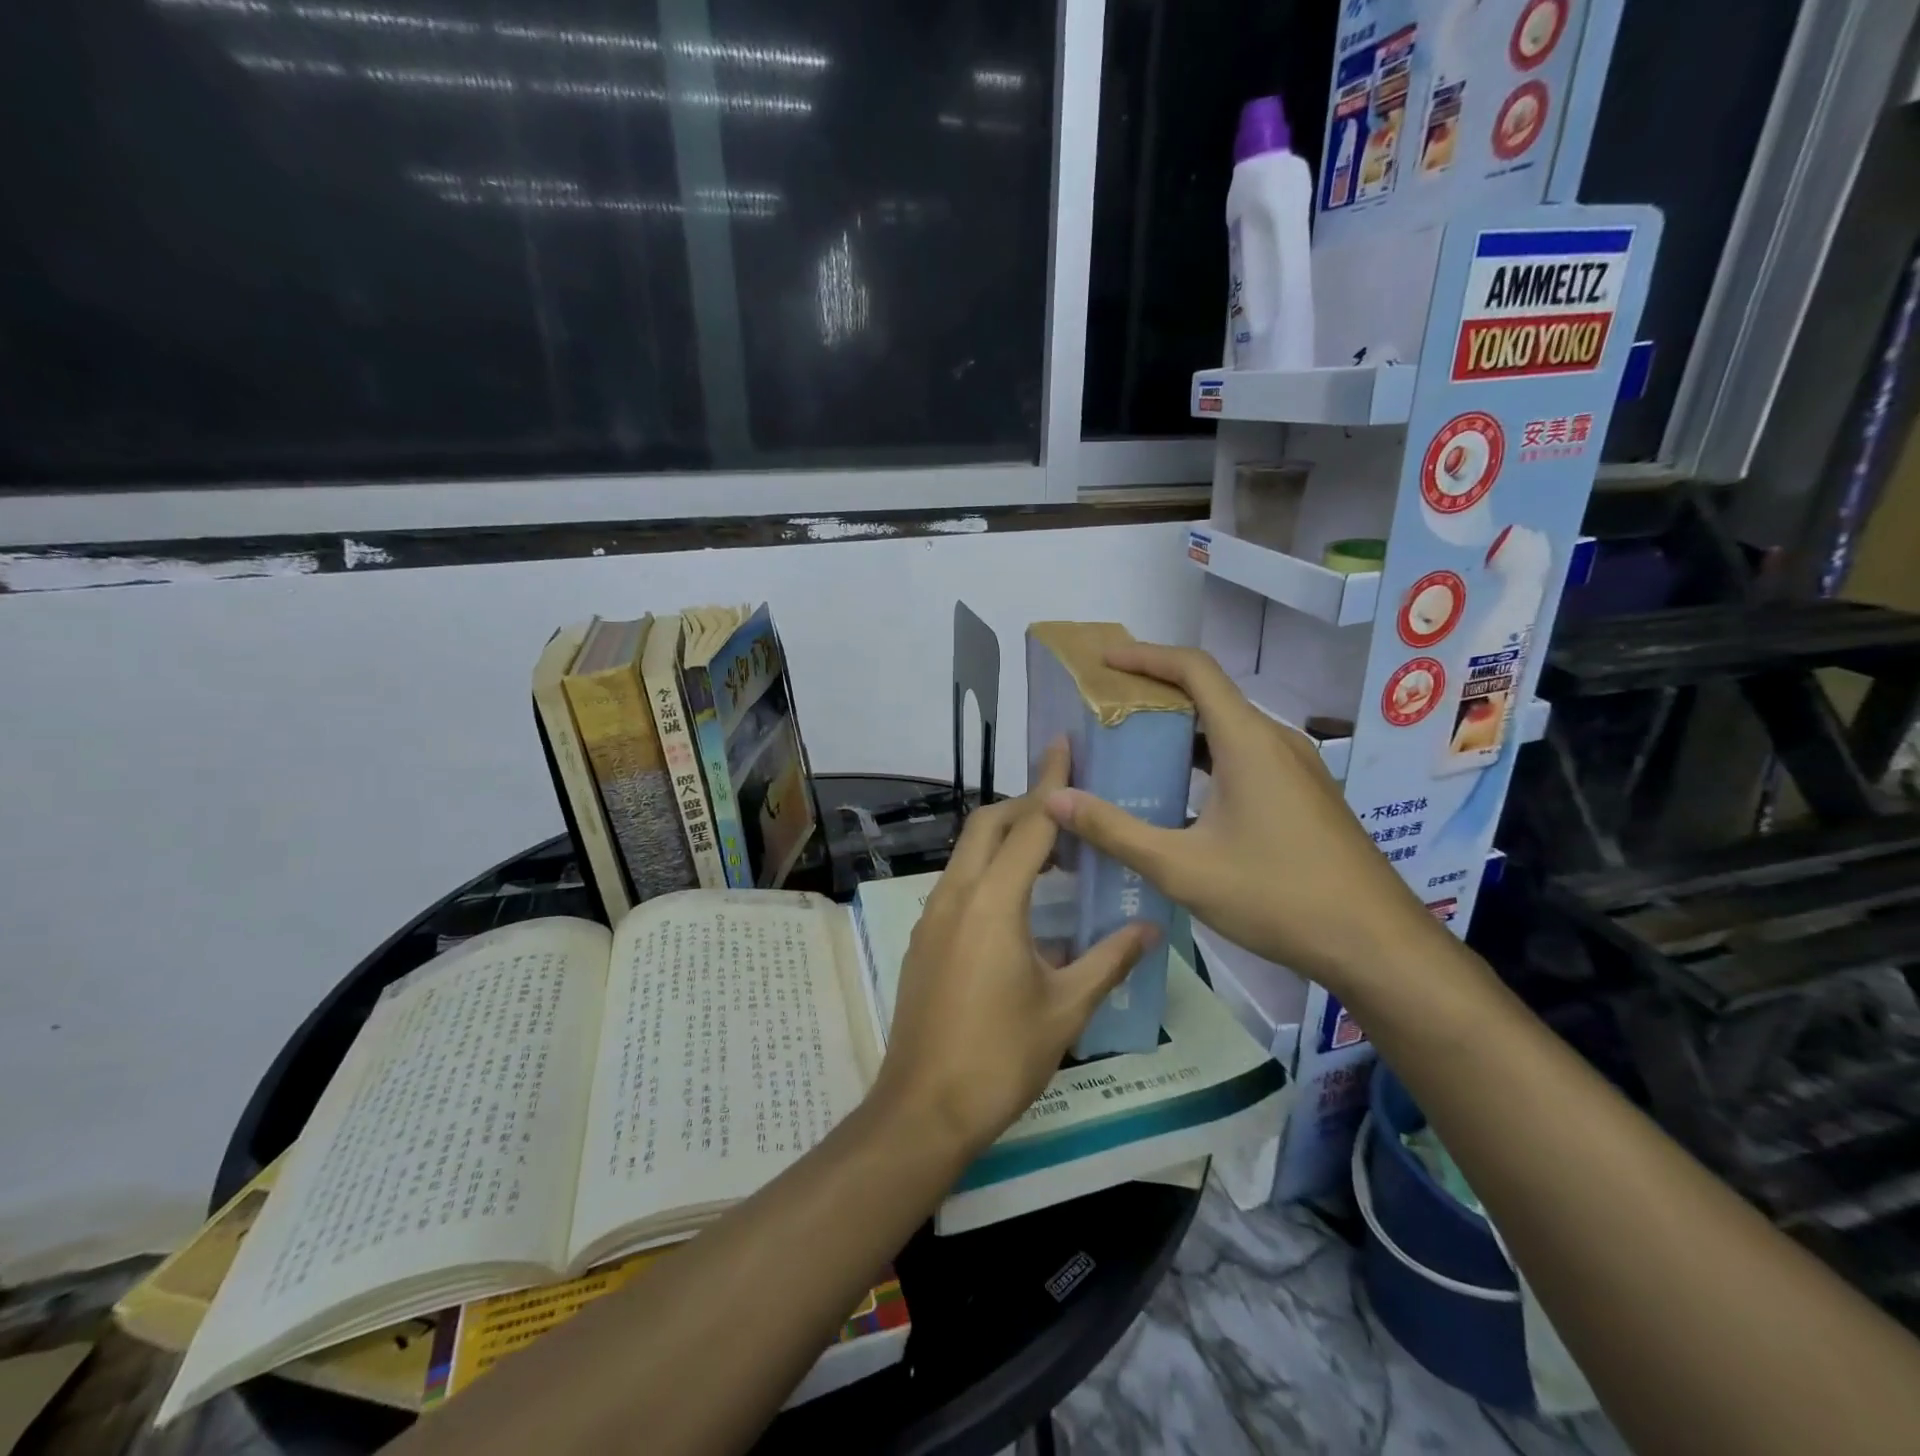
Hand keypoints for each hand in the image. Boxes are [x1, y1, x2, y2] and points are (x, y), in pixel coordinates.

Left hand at [873, 739, 1153, 1159]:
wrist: (923, 1108)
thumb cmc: (1001, 1057)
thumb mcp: (1066, 1009)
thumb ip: (1108, 960)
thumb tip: (1149, 928)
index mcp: (993, 902)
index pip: (1029, 826)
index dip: (1051, 784)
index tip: (1064, 745)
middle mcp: (956, 895)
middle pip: (988, 826)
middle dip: (1025, 805)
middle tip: (1068, 809)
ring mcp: (932, 916)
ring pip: (968, 853)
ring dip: (1006, 839)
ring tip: (1052, 854)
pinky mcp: (924, 938)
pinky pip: (959, 883)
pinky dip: (989, 871)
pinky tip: (1019, 904)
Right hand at [1043, 642, 1437, 994]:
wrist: (1377, 944)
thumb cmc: (1277, 897)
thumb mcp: (1182, 867)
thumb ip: (1114, 831)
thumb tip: (1057, 800)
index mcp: (1248, 741)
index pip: (1194, 669)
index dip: (1146, 656)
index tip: (1105, 663)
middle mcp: (1276, 741)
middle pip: (1211, 694)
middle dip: (1156, 693)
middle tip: (1107, 710)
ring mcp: (1297, 768)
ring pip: (1229, 729)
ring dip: (1182, 730)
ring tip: (1134, 749)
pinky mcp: (1305, 795)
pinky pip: (1247, 756)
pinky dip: (1207, 758)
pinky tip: (1182, 795)